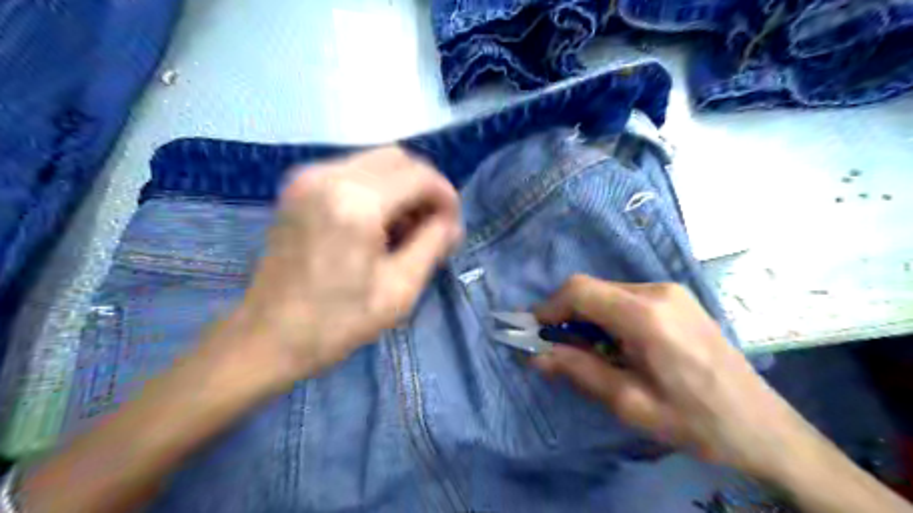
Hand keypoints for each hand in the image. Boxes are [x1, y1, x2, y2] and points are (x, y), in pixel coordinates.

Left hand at [208, 147, 463, 390]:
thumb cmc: (337, 322)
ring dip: (401, 187)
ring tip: (407, 228)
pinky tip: (378, 223)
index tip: (452, 226)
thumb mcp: (399, 290)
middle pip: (398, 158)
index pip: (419, 176)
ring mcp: (307, 177)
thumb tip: (451, 223)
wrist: (267, 337)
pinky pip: (352, 171)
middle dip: (424, 187)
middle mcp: (329, 176)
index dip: (445, 196)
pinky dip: (377, 189)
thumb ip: (433, 245)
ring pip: (376, 161)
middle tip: (432, 225)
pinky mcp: (297, 186)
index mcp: (357, 202)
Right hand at [533, 274, 816, 478]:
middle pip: (592, 289)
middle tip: (560, 350)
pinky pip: (627, 297)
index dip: (550, 307)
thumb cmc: (697, 423)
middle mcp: (657, 291)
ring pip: (608, 292)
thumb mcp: (631, 404)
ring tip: (593, 354)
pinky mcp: (677, 298)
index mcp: (646, 316)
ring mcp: (671, 291)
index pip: (580, 290)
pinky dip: (609, 316)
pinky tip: (619, 346)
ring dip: (588, 317)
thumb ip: (579, 372)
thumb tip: (536, 356)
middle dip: (568, 316)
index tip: (537, 333)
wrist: (766, 428)